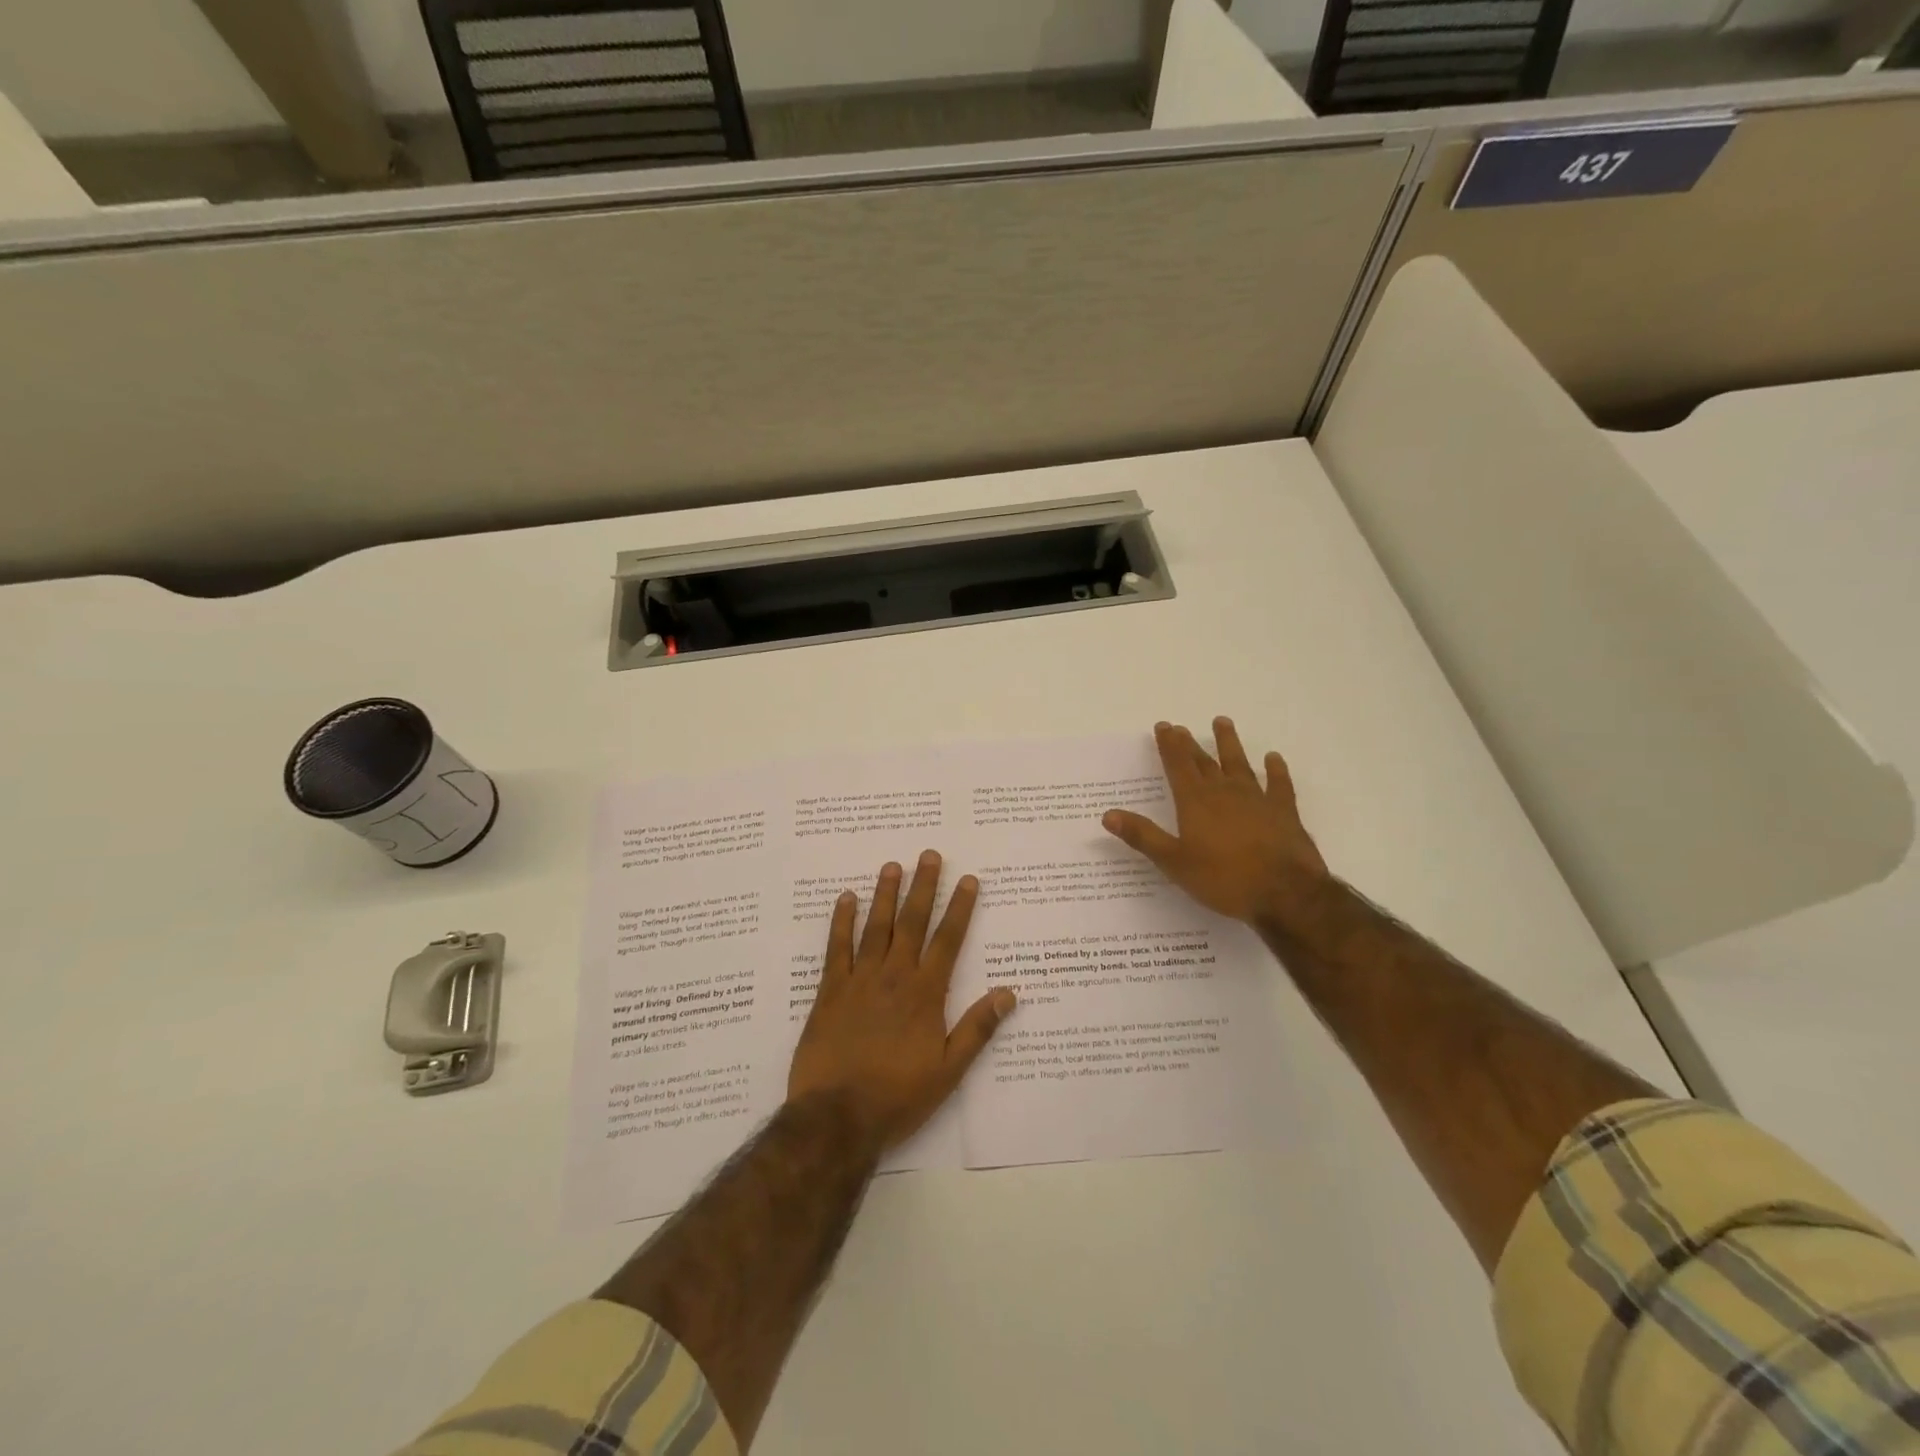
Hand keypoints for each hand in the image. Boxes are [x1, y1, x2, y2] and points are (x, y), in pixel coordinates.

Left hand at [788, 851, 1015, 1150]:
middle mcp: (894, 976)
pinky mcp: (829, 990)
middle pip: (912, 922)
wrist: (837, 1116)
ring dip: (885, 894)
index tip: (968, 880)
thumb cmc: (898, 1096)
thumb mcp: (948, 1070)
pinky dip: (841, 921)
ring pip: (876, 927)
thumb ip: (977, 1029)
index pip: (948, 940)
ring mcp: (859, 979)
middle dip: (923, 887)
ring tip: (892, 865)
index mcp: (926, 993)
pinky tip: (845, 899)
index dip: (959, 908)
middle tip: (929, 855)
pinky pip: (836, 947)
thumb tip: (1008, 993)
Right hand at [1103, 718, 1331, 926]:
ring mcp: (1257, 799)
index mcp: (1195, 802)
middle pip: (1204, 761)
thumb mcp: (1174, 862)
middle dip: (1190, 744)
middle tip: (1181, 727)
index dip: (1169, 745)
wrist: (1285, 893)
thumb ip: (1142, 836)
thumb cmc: (1223, 879)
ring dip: (1229, 743)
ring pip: (1239, 763)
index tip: (1163, 726)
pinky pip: (1278, 784)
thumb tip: (1108, 814)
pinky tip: (1273, 758)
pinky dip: (1275, 770)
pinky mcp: (1284, 812)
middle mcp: (1224, 792)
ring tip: (1222, 722)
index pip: (1178, 766)